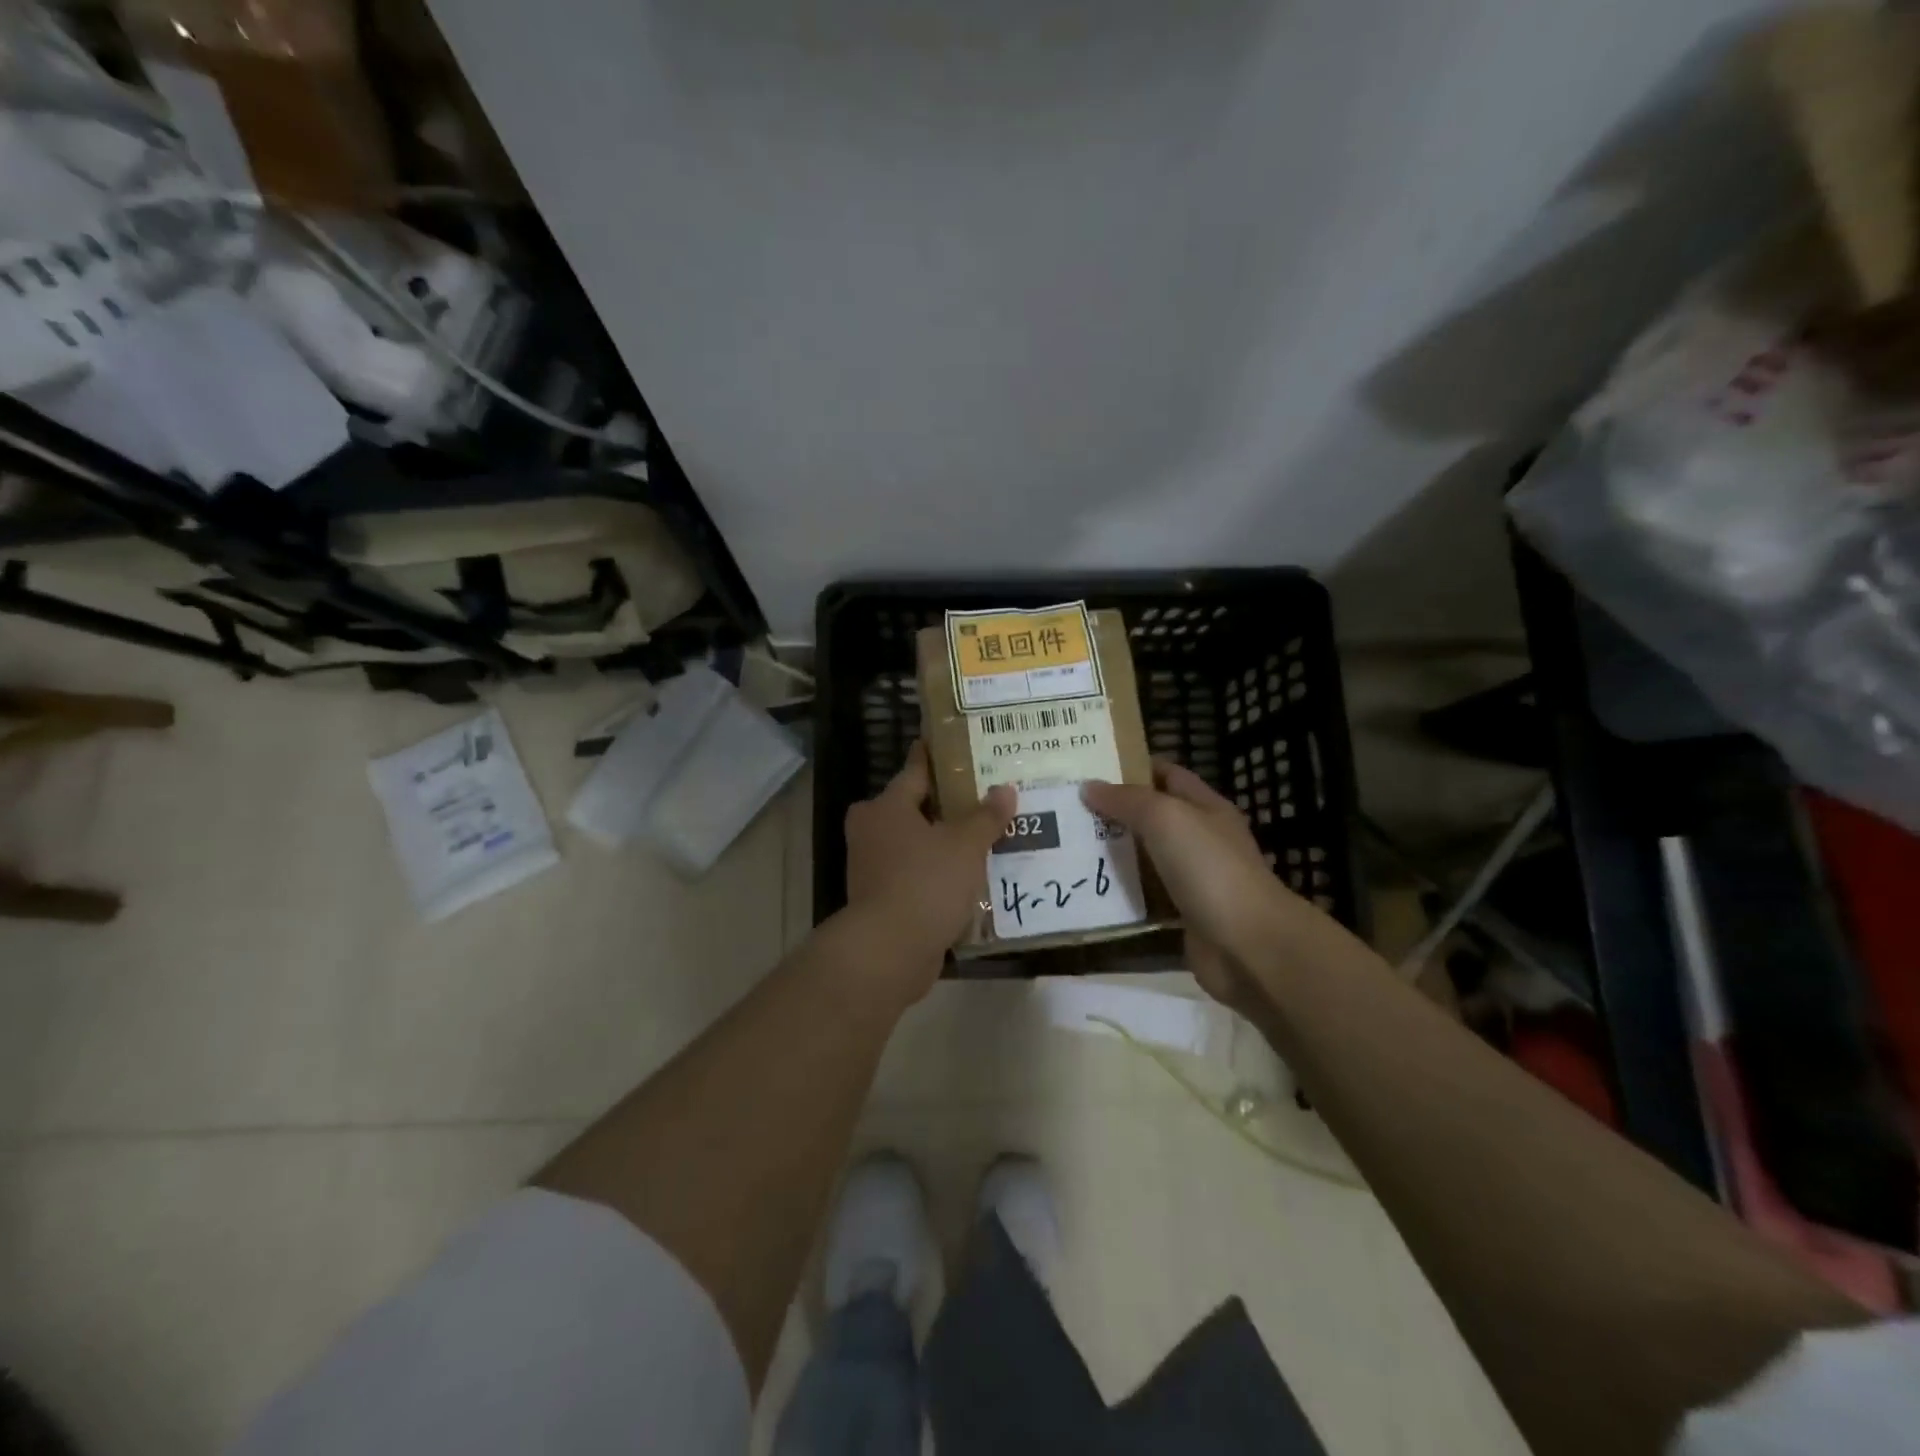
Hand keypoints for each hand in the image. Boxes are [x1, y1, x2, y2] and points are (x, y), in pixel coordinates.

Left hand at [844, 742, 1015, 995]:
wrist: (888, 951)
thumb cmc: (925, 883)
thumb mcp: (965, 845)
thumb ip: (986, 816)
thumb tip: (1005, 789)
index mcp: (886, 806)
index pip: (915, 770)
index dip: (936, 757)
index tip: (955, 745)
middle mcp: (872, 829)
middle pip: (915, 807)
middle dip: (947, 803)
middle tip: (984, 796)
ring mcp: (872, 866)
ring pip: (915, 842)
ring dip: (943, 841)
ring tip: (984, 836)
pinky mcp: (880, 898)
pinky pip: (915, 873)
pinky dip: (937, 872)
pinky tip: (968, 876)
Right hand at [1084, 761, 1297, 1008]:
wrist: (1246, 945)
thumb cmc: (1209, 868)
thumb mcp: (1165, 818)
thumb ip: (1127, 800)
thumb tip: (1089, 787)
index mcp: (1205, 807)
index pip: (1166, 775)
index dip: (1131, 767)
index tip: (1088, 768)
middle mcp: (1201, 838)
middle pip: (1152, 816)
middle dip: (1113, 811)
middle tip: (1067, 809)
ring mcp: (1193, 879)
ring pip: (1145, 857)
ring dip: (1112, 853)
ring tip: (1066, 846)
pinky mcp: (1182, 914)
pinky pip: (1144, 895)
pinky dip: (1120, 892)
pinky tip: (1087, 888)